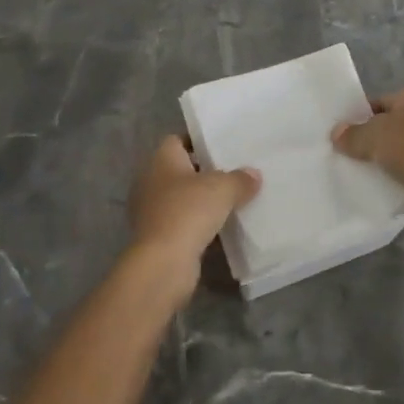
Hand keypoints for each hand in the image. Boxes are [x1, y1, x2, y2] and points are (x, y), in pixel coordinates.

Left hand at [126, 136, 260, 306]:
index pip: (177, 140)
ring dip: (201, 201)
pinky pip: (181, 222)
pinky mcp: (156, 237)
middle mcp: (150, 181)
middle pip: (181, 170)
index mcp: (161, 160)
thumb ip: (239, 179)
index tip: (223, 147)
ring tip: (232, 201)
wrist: (163, 263)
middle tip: (234, 174)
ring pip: (181, 198)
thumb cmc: (188, 212)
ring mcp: (150, 210)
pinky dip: (197, 225)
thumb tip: (253, 174)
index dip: (199, 142)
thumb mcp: (222, 189)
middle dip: (205, 173)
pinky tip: (220, 229)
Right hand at [331, 89, 403, 201]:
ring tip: (376, 173)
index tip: (347, 138)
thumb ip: (352, 134)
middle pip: (398, 123)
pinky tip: (398, 185)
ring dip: (396, 156)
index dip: (361, 118)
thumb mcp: (372, 138)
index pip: (381, 102)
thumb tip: (337, 133)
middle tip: (358, 156)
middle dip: (379, 138)